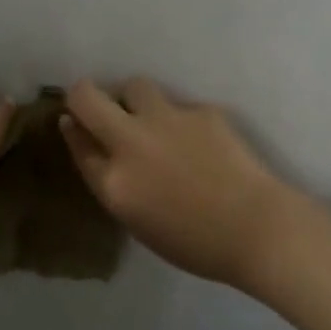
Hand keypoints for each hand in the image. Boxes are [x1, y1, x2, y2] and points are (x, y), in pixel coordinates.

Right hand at [59, 77, 304, 287]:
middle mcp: (132, 142)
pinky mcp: (201, 111)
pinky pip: (178, 106)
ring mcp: (167, 121)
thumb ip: (111, 181)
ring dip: (133, 99)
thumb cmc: (195, 242)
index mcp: (114, 182)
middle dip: (84, 95)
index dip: (73, 128)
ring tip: (150, 118)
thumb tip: (94, 144)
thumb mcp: (137, 221)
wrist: (257, 228)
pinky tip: (199, 142)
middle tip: (97, 106)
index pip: (77, 140)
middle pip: (87, 97)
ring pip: (135, 86)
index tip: (75, 123)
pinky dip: (179, 119)